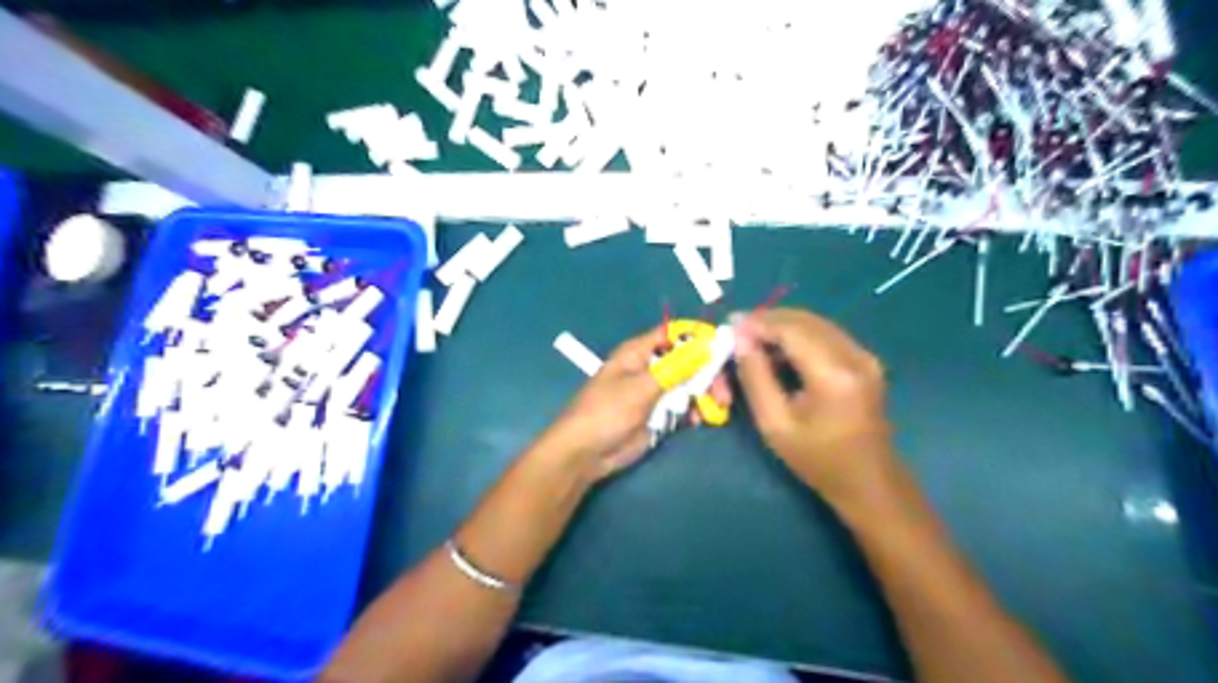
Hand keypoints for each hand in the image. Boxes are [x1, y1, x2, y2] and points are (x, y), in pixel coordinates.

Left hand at [545, 324, 732, 479]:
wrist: (586, 453)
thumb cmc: (607, 412)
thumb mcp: (643, 388)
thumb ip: (677, 368)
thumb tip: (708, 345)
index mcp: (639, 352)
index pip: (675, 334)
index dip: (699, 337)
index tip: (723, 349)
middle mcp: (650, 367)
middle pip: (688, 360)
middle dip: (708, 373)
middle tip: (723, 393)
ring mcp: (655, 392)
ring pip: (689, 384)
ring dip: (705, 394)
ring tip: (717, 408)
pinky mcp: (658, 414)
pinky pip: (683, 406)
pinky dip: (694, 411)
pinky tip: (699, 421)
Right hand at [732, 307, 891, 505]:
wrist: (869, 482)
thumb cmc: (817, 460)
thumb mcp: (774, 424)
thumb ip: (755, 377)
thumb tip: (740, 339)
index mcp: (833, 375)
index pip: (791, 329)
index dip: (758, 322)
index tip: (729, 325)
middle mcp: (854, 356)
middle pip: (804, 320)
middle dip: (768, 320)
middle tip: (738, 331)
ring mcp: (864, 356)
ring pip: (816, 323)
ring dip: (782, 326)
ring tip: (753, 340)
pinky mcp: (866, 361)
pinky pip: (826, 334)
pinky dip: (799, 335)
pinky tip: (779, 350)